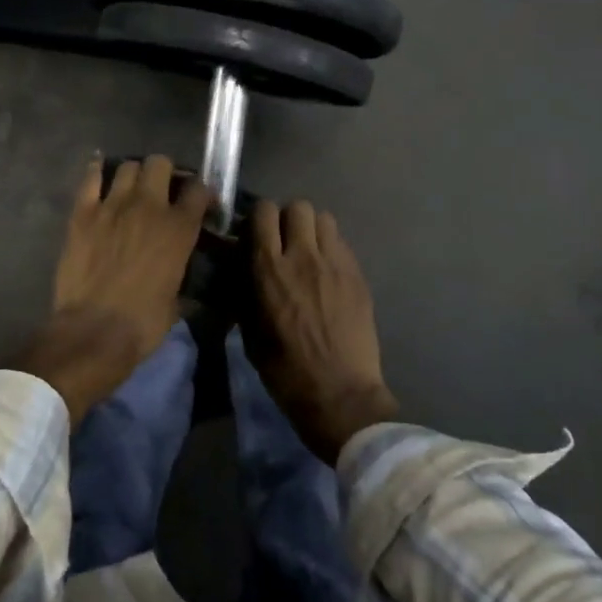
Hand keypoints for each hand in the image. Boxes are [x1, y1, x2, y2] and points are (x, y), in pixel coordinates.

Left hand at [17, 155, 211, 422]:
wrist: (94, 331)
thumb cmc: (143, 323)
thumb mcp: (177, 300)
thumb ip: (181, 274)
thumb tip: (181, 275)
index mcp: (179, 228)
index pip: (199, 189)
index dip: (201, 192)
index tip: (199, 202)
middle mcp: (149, 207)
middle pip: (160, 164)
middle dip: (164, 173)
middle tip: (162, 190)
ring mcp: (113, 205)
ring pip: (127, 166)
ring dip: (133, 174)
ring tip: (131, 189)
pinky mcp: (82, 213)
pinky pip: (90, 178)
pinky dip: (96, 172)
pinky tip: (99, 175)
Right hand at [245, 199, 399, 463]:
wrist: (340, 394)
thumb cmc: (286, 371)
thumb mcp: (251, 333)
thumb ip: (246, 294)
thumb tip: (243, 272)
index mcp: (270, 269)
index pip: (264, 212)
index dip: (258, 219)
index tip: (255, 235)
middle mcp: (304, 256)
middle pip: (298, 206)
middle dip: (287, 218)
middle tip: (284, 242)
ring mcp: (336, 263)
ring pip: (325, 219)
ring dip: (312, 230)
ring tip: (308, 253)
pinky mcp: (359, 276)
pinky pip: (342, 243)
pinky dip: (331, 249)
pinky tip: (328, 274)